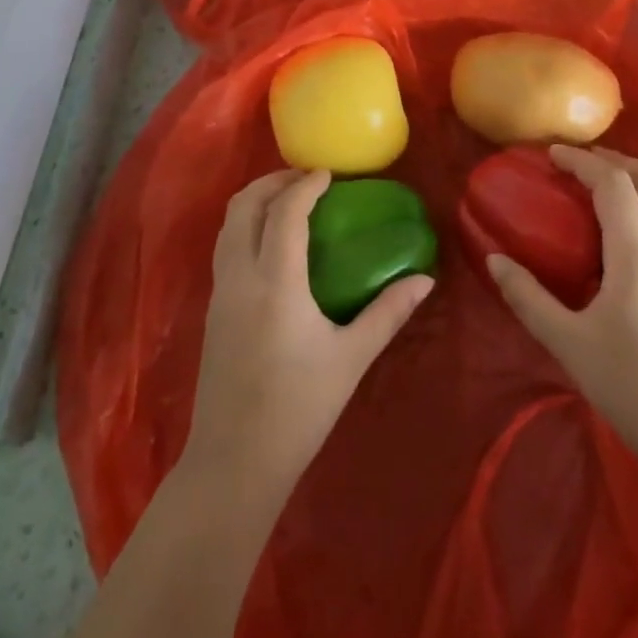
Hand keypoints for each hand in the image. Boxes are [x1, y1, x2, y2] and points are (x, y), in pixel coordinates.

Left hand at [182, 168, 432, 508]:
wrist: (234, 464)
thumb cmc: (299, 409)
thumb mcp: (351, 358)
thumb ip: (388, 312)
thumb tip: (425, 280)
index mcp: (275, 282)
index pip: (285, 212)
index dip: (306, 185)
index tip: (329, 174)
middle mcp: (240, 276)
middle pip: (245, 206)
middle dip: (273, 182)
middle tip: (306, 179)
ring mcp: (219, 292)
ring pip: (228, 225)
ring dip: (255, 201)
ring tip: (288, 201)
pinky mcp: (212, 310)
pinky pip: (225, 247)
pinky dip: (245, 226)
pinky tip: (271, 243)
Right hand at [488, 145, 637, 465]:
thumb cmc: (631, 387)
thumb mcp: (568, 343)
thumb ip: (528, 297)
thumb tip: (494, 260)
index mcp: (636, 256)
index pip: (614, 185)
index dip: (582, 161)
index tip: (552, 154)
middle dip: (620, 160)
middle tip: (582, 162)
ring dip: (636, 182)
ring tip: (598, 190)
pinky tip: (618, 237)